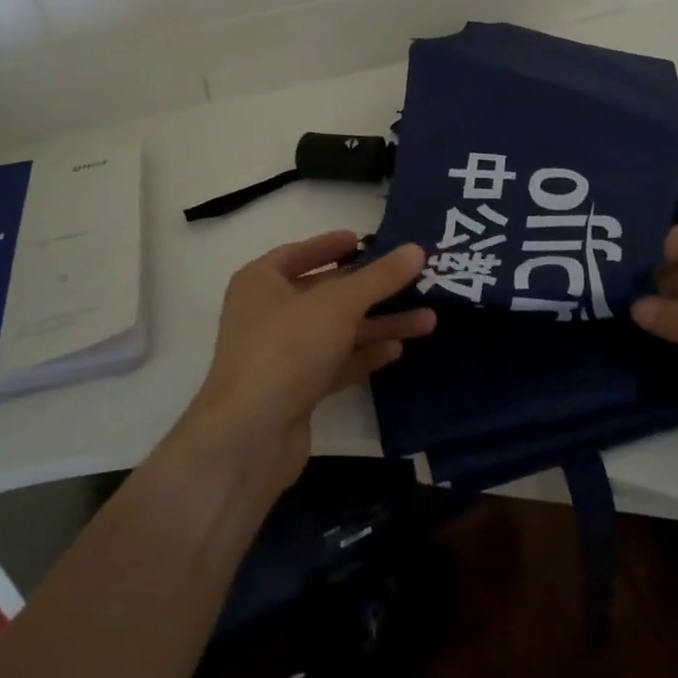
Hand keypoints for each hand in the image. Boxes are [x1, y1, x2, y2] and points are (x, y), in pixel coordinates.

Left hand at [180, 232, 433, 490]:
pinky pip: (336, 362)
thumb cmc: (287, 348)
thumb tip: (416, 249)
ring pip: (337, 330)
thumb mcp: (339, 304)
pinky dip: (364, 354)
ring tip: (427, 319)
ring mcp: (281, 355)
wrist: (250, 437)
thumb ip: (380, 277)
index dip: (330, 245)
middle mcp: (267, 314)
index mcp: (261, 282)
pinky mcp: (296, 390)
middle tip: (413, 279)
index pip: (298, 253)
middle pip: (325, 293)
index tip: (363, 240)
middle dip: (370, 289)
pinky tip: (398, 350)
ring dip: (378, 324)